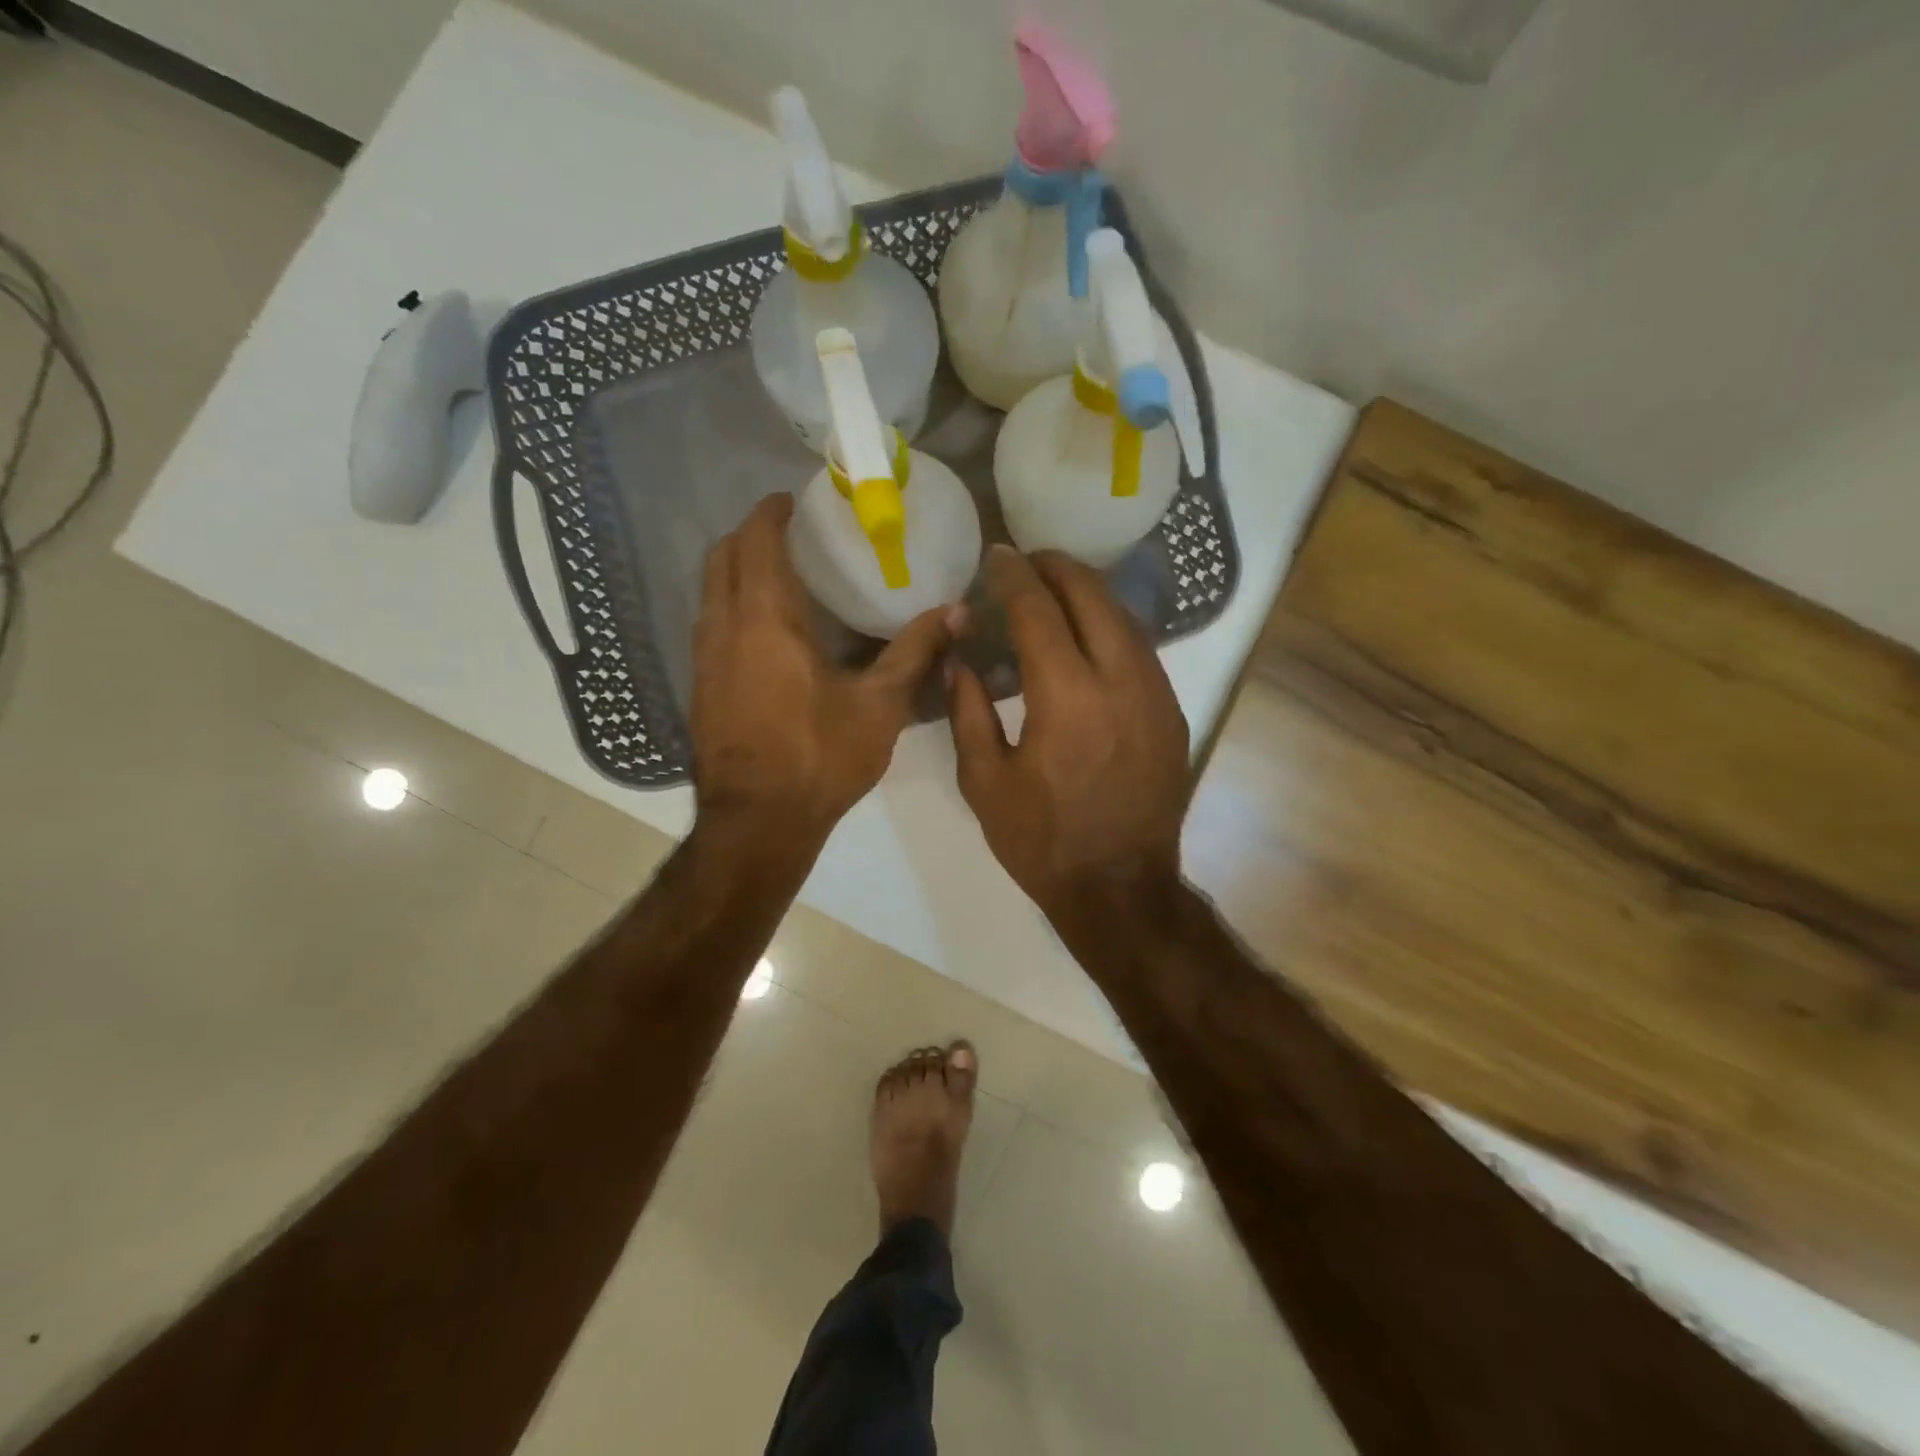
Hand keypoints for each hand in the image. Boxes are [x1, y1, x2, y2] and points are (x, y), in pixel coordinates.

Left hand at [691, 494, 954, 847]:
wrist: (757, 823)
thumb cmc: (820, 758)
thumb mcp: (880, 706)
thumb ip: (915, 652)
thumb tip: (957, 612)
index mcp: (766, 620)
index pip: (756, 541)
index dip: (770, 512)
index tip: (794, 501)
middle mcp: (724, 628)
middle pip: (721, 557)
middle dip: (749, 535)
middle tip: (789, 535)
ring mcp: (704, 660)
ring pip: (709, 592)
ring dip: (736, 572)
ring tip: (780, 578)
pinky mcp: (700, 688)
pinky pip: (710, 625)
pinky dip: (731, 607)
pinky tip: (766, 634)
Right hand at [947, 547, 1189, 924]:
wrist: (1119, 889)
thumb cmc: (1042, 841)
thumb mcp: (984, 781)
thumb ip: (967, 711)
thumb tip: (959, 659)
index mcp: (1067, 697)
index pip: (1039, 610)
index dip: (1014, 576)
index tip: (997, 556)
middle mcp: (1120, 681)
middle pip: (1093, 596)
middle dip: (1058, 568)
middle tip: (1028, 561)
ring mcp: (1156, 695)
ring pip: (1124, 618)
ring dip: (1088, 595)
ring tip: (1055, 588)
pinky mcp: (1172, 713)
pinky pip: (1140, 650)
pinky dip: (1110, 628)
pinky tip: (1088, 636)